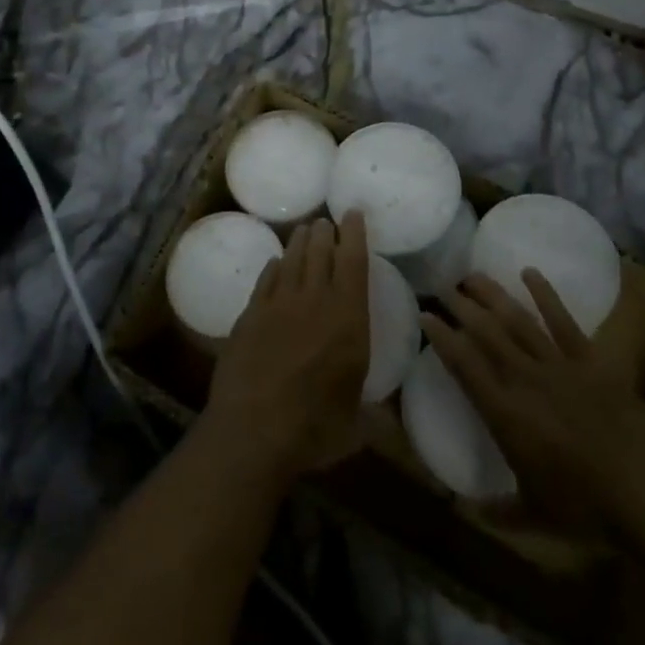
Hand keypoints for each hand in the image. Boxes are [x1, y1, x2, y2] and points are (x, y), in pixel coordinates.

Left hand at [203, 213, 370, 482]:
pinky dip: (273, 267)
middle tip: (326, 220)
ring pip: (291, 260)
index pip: (353, 263)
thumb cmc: (313, 429)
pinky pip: (265, 280)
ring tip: (304, 230)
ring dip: (299, 242)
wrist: (251, 430)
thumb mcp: (354, 427)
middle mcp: (314, 302)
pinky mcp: (250, 315)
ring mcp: (278, 305)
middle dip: (324, 232)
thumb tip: (393, 430)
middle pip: (320, 252)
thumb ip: (375, 420)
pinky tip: (275, 263)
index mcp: (348, 319)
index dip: (354, 234)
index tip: (353, 213)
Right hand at [421, 270, 644, 534]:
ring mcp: (559, 365)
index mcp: (506, 415)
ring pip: (518, 321)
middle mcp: (525, 380)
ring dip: (493, 295)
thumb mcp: (535, 518)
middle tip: (441, 285)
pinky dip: (546, 295)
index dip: (442, 338)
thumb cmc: (587, 510)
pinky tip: (529, 273)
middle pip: (486, 333)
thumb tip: (462, 508)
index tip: (425, 315)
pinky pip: (564, 321)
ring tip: (472, 275)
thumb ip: (497, 510)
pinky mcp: (591, 360)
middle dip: (460, 307)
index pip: (464, 365)